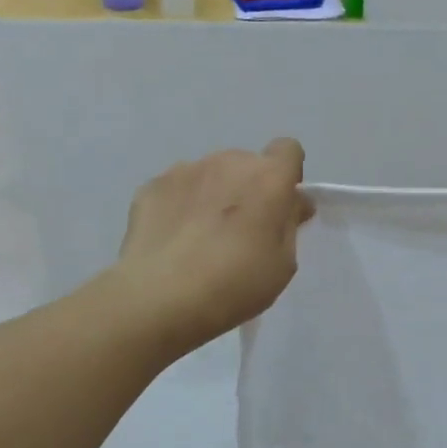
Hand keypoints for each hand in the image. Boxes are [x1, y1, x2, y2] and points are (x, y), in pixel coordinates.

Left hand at [117, 139, 314, 354]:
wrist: (161, 296)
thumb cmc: (236, 283)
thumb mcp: (283, 263)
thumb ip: (290, 224)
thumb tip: (294, 203)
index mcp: (268, 178)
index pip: (288, 150)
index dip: (288, 175)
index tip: (281, 205)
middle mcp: (228, 162)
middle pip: (247, 164)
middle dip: (249, 188)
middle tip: (242, 230)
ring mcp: (186, 170)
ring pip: (210, 174)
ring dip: (214, 194)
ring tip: (202, 237)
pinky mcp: (152, 186)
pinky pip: (177, 188)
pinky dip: (180, 205)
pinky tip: (174, 239)